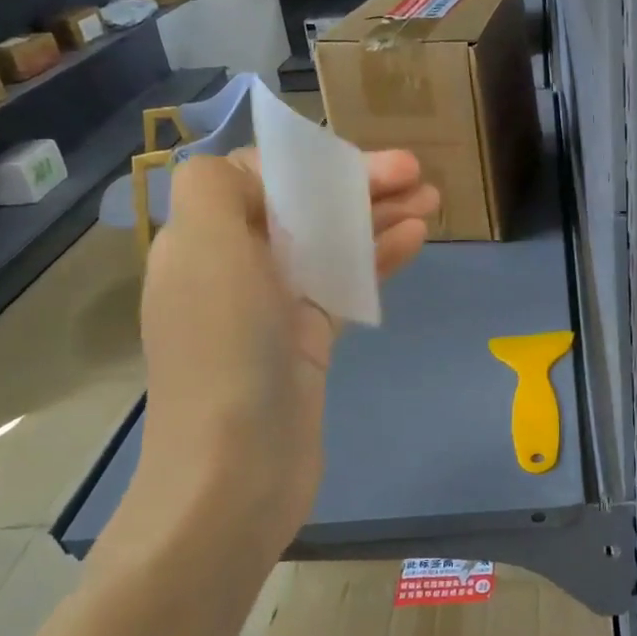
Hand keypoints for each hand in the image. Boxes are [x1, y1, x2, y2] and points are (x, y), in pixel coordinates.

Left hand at [102, 149, 437, 580]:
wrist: (236, 473)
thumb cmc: (225, 351)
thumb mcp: (205, 250)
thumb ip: (215, 188)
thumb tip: (249, 172)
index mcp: (203, 241)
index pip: (260, 179)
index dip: (316, 164)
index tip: (369, 162)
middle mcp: (235, 268)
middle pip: (303, 209)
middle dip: (359, 187)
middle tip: (419, 174)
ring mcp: (273, 308)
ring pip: (331, 245)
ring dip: (378, 218)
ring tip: (433, 200)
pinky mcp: (306, 342)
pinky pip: (344, 285)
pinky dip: (377, 259)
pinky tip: (417, 239)